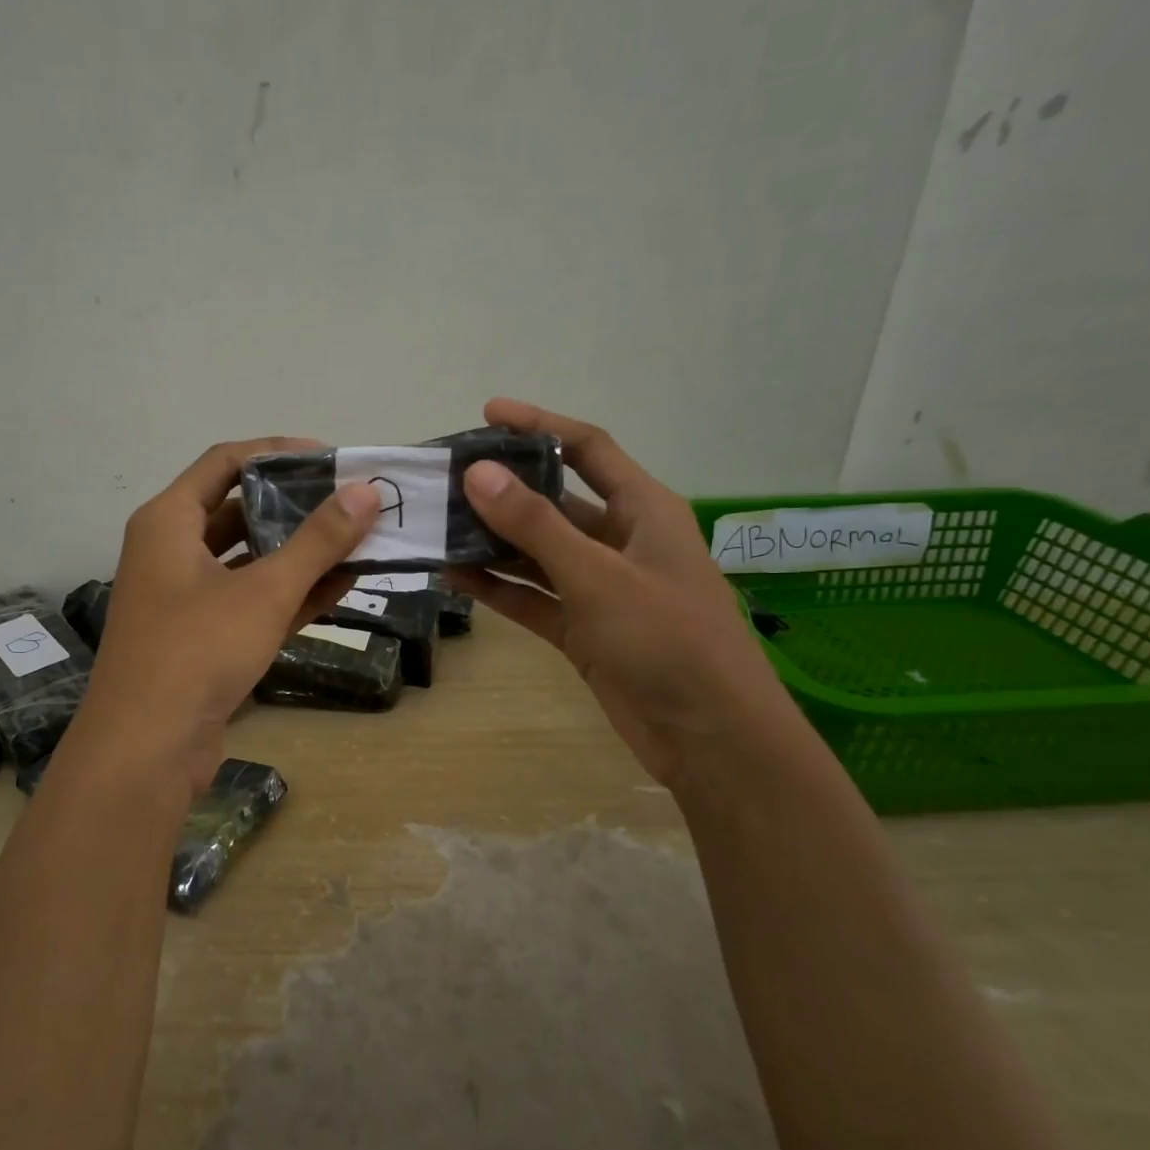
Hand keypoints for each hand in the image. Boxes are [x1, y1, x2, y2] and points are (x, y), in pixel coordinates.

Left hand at [79, 439, 379, 789]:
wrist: (146, 751)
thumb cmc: (197, 651)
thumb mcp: (264, 591)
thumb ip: (318, 541)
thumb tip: (367, 492)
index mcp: (168, 521)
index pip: (225, 462)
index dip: (278, 452)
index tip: (332, 458)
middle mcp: (171, 551)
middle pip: (239, 510)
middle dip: (297, 507)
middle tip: (353, 504)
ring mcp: (186, 597)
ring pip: (250, 560)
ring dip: (300, 553)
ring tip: (359, 542)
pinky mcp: (203, 638)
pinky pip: (252, 601)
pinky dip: (291, 593)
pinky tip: (342, 587)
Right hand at [448, 399, 789, 785]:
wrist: (710, 736)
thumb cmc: (667, 638)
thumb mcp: (597, 576)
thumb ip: (535, 526)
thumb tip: (478, 474)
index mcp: (644, 510)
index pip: (586, 449)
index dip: (539, 425)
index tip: (487, 413)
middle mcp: (621, 541)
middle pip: (555, 501)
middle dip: (504, 490)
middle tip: (447, 481)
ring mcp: (600, 588)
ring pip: (538, 553)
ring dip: (493, 543)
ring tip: (439, 528)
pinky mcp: (584, 630)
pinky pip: (534, 598)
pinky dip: (499, 589)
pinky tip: (455, 578)